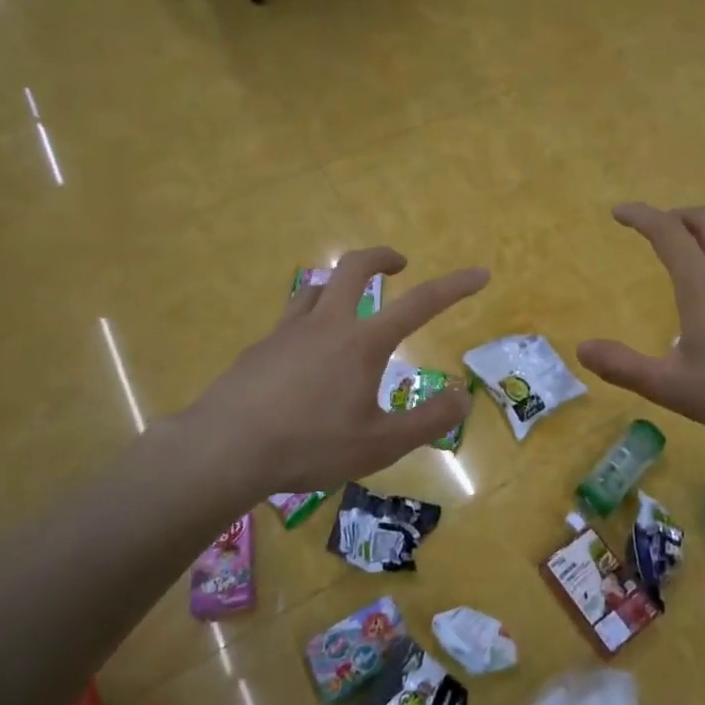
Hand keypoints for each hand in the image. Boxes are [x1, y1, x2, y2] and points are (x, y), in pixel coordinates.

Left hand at [177, 248, 488, 496]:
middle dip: (381, 256)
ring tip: (349, 308)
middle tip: (399, 264)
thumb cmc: (311, 445)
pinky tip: (304, 359)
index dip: (455, 286)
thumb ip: (428, 420)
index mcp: (363, 342)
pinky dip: (308, 324)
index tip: (480, 273)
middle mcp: (327, 324)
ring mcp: (287, 332)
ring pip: (316, 288)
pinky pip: (290, 321)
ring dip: (339, 288)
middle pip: (354, 266)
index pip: (421, 303)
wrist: (225, 448)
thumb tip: (462, 396)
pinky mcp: (259, 349)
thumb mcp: (381, 444)